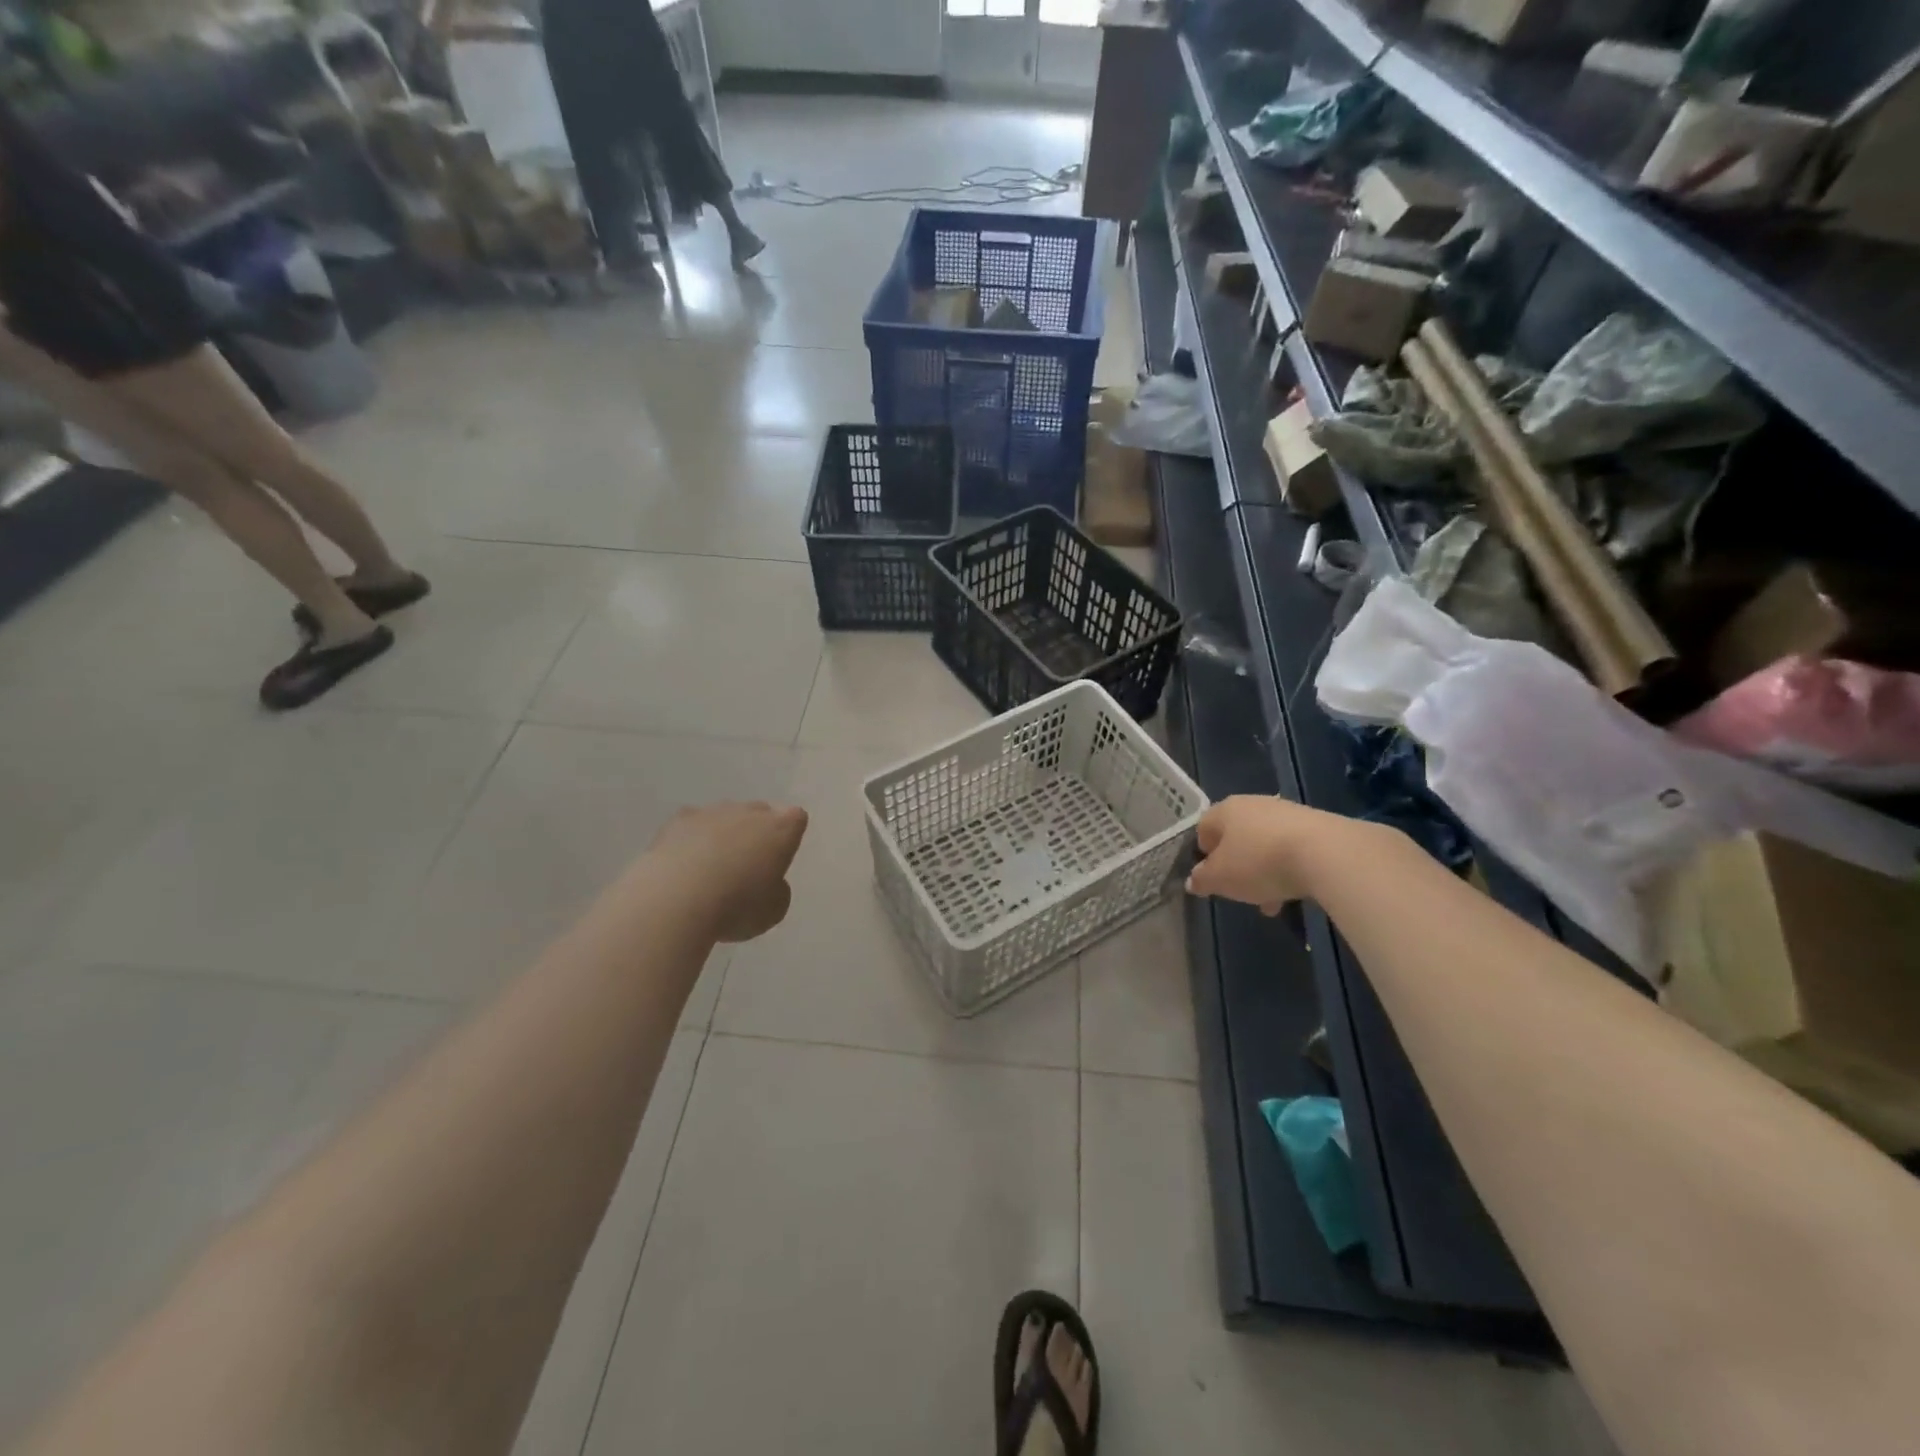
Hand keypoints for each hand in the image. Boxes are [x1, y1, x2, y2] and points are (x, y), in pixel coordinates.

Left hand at [649, 801, 808, 942]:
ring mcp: (712, 812)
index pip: (796, 818)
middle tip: (747, 866)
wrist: (676, 899)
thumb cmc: (737, 905)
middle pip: (760, 813)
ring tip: (710, 869)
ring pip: (724, 817)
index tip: (779, 859)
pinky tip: (683, 866)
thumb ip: (778, 891)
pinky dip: (691, 841)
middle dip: (756, 833)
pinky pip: (692, 826)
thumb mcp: (774, 911)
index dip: (789, 836)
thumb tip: (768, 884)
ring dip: (722, 835)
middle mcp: (749, 812)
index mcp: (781, 829)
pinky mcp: (677, 821)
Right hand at [1185, 795, 1352, 915]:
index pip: (1204, 827)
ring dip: (1264, 872)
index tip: (1211, 877)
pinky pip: (1293, 849)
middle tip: (1241, 892)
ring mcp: (1287, 812)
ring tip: (1272, 901)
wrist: (1327, 853)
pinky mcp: (1317, 825)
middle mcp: (1254, 804)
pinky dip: (1289, 868)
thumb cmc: (1260, 862)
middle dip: (1237, 867)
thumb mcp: (1221, 879)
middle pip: (1237, 837)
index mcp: (1225, 810)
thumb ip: (1202, 879)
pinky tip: (1296, 892)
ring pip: (1265, 845)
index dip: (1203, 853)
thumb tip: (1193, 880)